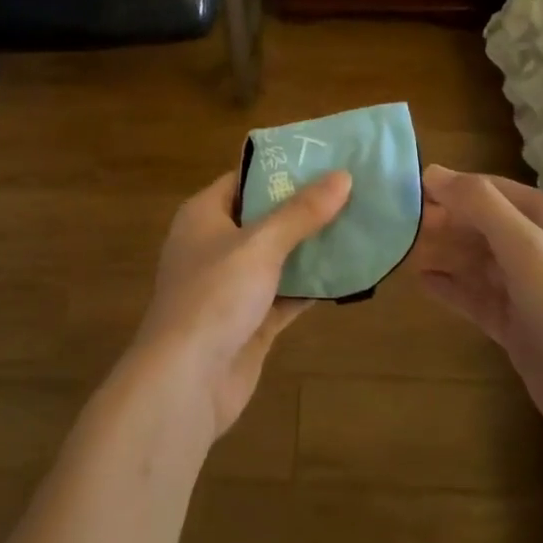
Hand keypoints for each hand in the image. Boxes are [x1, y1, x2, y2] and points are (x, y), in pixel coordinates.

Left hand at [129, 168, 352, 444]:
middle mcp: (215, 245)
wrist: (184, 383)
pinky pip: (285, 294)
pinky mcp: (248, 322)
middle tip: (351, 190)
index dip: (282, 168)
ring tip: (358, 224)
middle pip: (265, 217)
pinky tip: (348, 273)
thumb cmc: (214, 296)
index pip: (245, 179)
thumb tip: (343, 176)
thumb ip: (302, 212)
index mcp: (204, 215)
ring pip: (278, 257)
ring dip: (312, 247)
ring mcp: (231, 286)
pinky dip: (311, 286)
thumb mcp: (260, 244)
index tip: (324, 158)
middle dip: (305, 207)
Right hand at [413, 165, 542, 461]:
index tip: (406, 190)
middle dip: (443, 220)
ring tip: (401, 249)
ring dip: (443, 252)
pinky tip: (422, 283)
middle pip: (481, 222)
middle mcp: (538, 246)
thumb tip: (433, 171)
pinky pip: (477, 296)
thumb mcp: (526, 248)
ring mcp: (527, 287)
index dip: (451, 187)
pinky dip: (452, 287)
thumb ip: (481, 205)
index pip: (490, 189)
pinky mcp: (517, 323)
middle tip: (396, 223)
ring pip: (476, 259)